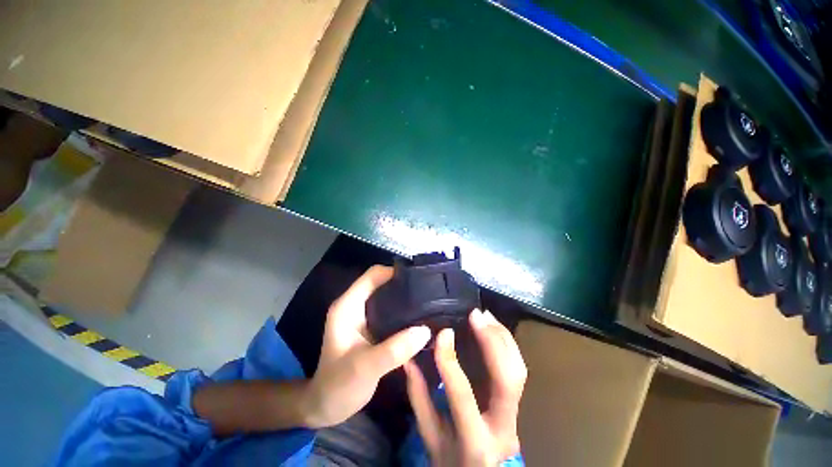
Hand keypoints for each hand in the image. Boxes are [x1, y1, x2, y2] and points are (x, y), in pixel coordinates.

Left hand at [303, 265, 431, 427]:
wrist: (327, 407)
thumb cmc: (339, 386)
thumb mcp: (365, 368)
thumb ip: (394, 349)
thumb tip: (425, 330)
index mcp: (348, 306)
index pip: (373, 275)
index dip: (394, 272)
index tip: (419, 278)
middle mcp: (355, 305)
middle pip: (381, 282)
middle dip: (403, 283)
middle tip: (428, 290)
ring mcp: (363, 316)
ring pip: (387, 296)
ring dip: (405, 297)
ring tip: (428, 301)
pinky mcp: (371, 327)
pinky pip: (390, 311)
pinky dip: (403, 311)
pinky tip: (418, 318)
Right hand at [404, 309, 526, 465]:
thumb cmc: (451, 461)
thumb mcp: (430, 437)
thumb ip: (418, 397)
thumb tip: (408, 358)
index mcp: (474, 441)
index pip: (462, 394)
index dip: (450, 360)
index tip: (443, 332)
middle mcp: (503, 428)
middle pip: (508, 379)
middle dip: (492, 341)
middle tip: (475, 315)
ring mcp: (516, 415)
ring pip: (518, 370)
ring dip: (503, 337)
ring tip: (485, 316)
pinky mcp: (517, 403)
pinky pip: (517, 368)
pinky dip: (506, 343)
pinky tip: (493, 327)